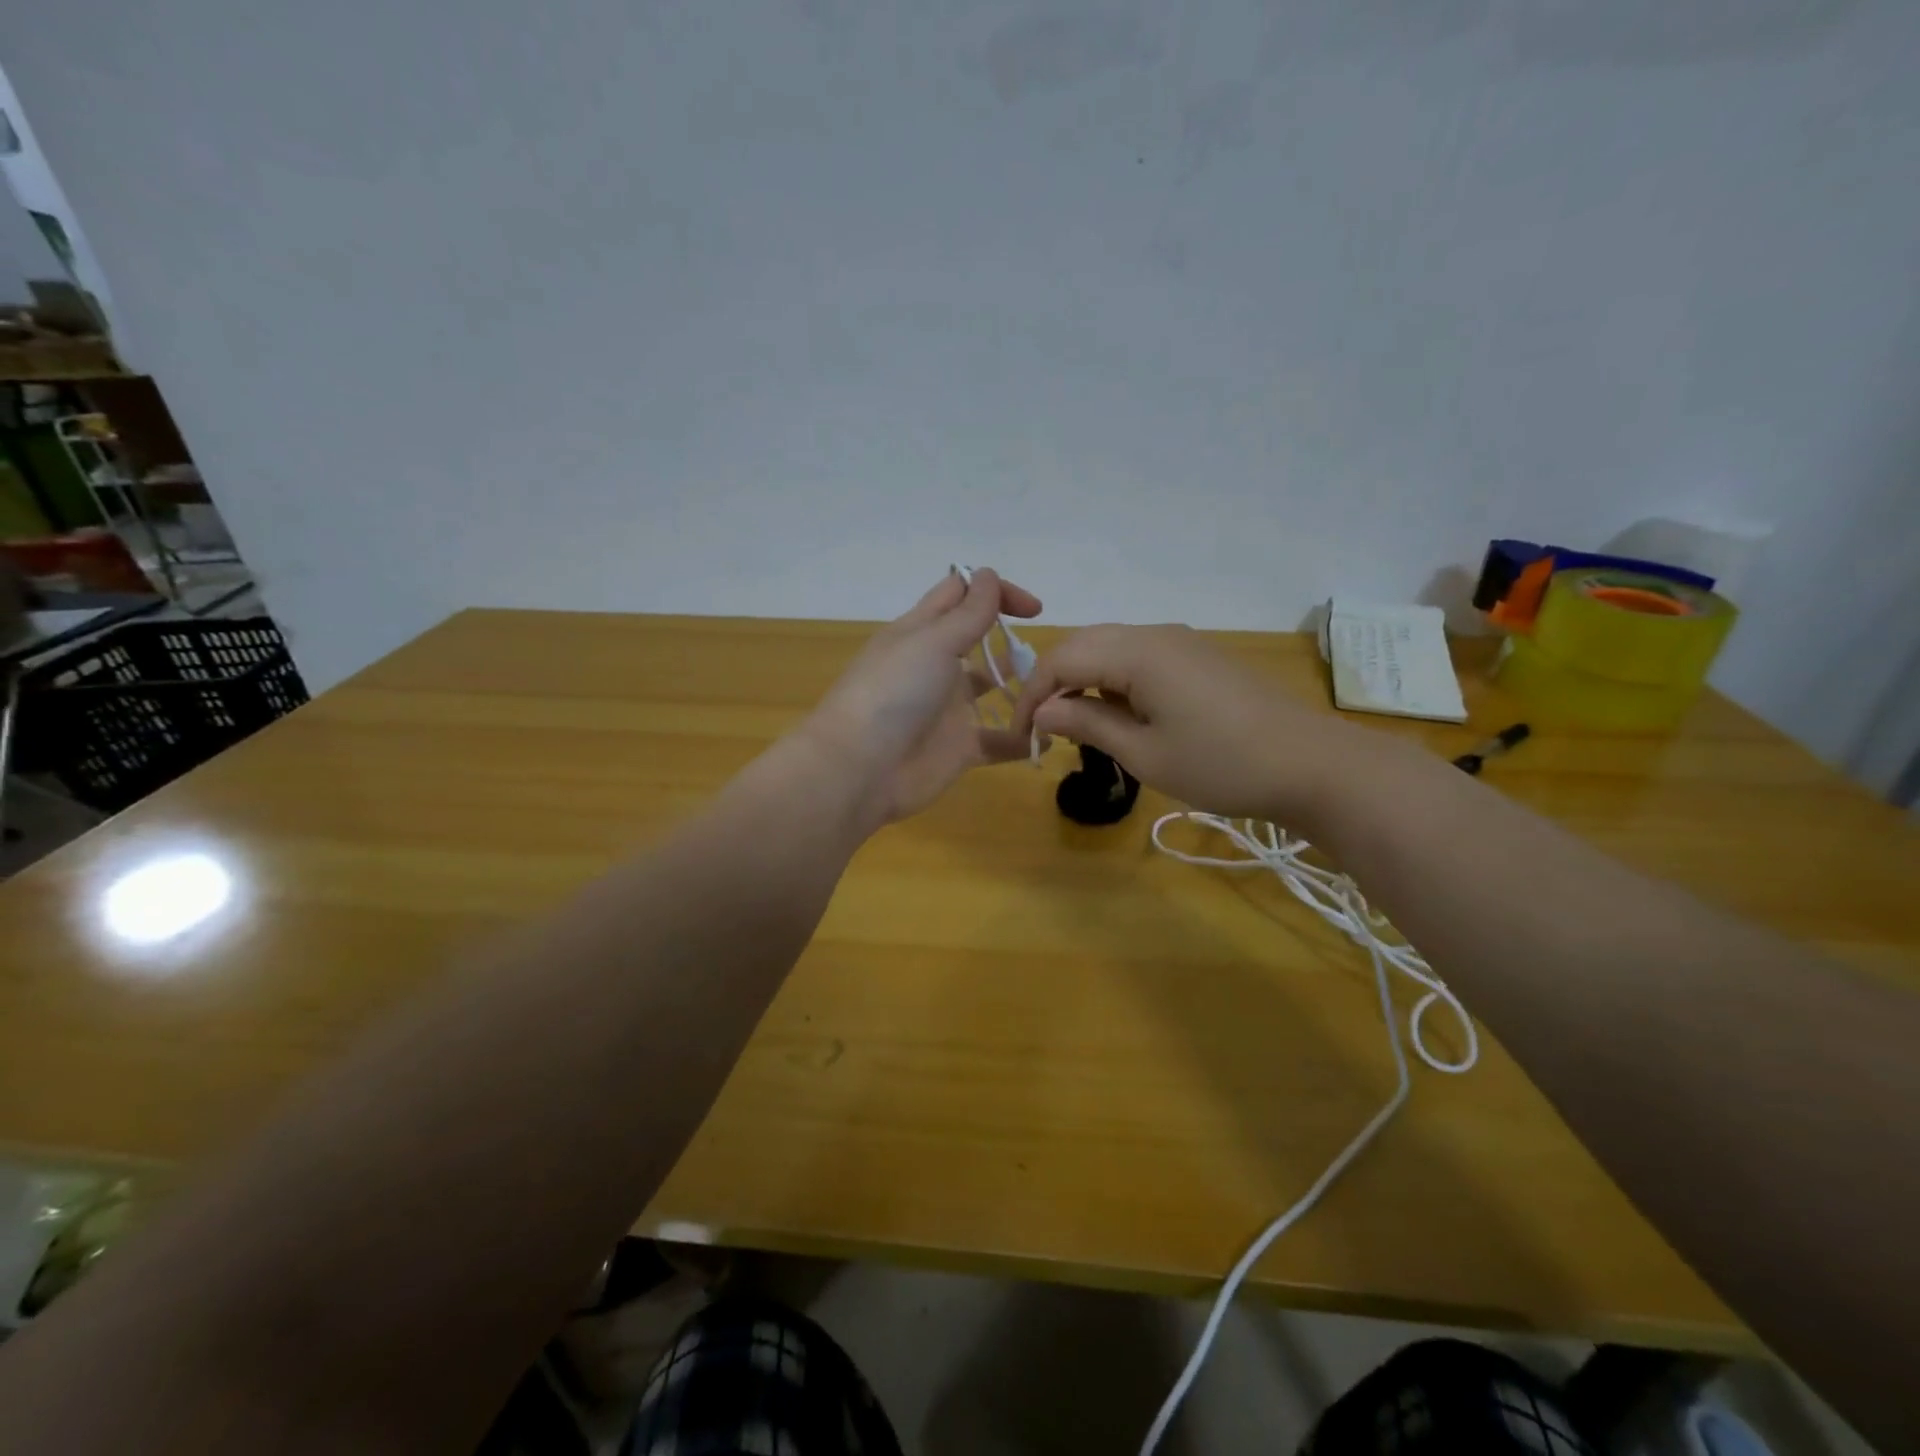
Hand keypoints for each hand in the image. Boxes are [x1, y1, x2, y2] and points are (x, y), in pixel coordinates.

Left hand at [802, 568, 1041, 825]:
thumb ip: (968, 612)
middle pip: (979, 641)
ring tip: (1057, 691)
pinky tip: (1049, 736)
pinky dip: (1024, 739)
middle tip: (1051, 655)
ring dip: (1024, 688)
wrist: (860, 769)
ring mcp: (948, 708)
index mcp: (922, 631)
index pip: (960, 595)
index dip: (995, 591)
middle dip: (1012, 640)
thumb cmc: (894, 692)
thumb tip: (988, 574)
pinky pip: (999, 741)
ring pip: (993, 690)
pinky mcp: (959, 748)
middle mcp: (936, 665)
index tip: (1034, 610)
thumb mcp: (933, 642)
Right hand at [1011, 624, 1355, 821]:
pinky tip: (1118, 713)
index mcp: (1137, 652)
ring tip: (1075, 725)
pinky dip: (1113, 679)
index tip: (1022, 737)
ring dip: (1083, 680)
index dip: (1032, 696)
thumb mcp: (1144, 753)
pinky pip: (1138, 656)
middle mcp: (1154, 634)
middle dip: (1053, 683)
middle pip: (1083, 644)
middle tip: (1043, 729)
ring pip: (1110, 647)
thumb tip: (1041, 711)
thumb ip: (1087, 723)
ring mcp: (1180, 642)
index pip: (1061, 660)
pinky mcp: (1197, 656)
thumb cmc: (1221, 764)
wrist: (1310, 765)